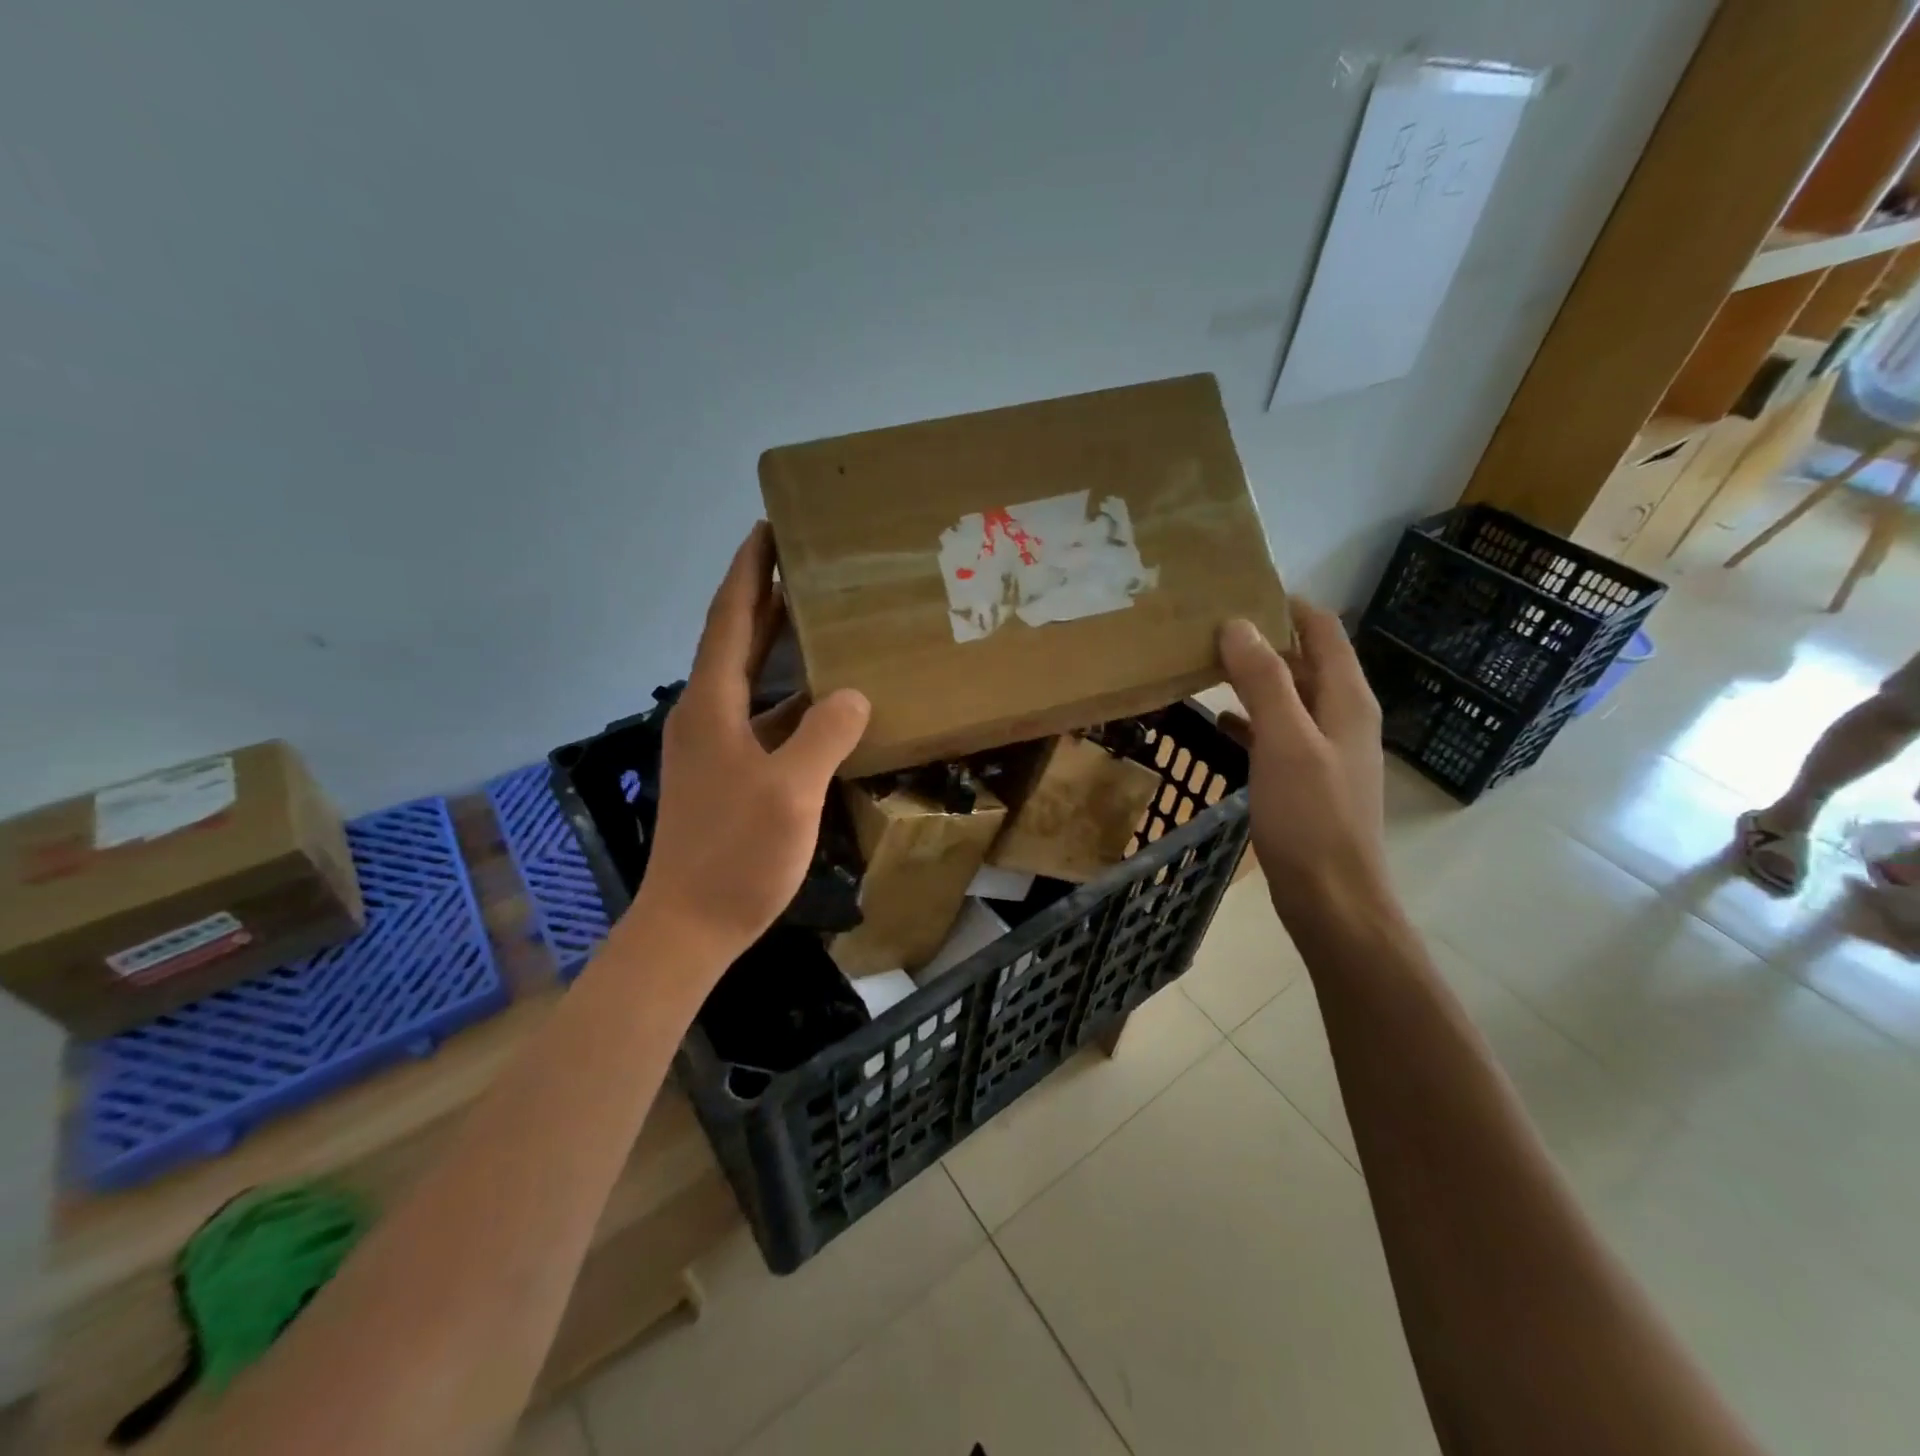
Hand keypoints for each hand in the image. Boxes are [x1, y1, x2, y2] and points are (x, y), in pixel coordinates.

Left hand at [634, 523, 870, 961]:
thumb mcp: (792, 792)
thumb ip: (825, 735)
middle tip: (799, 560)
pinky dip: (789, 701)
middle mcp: (705, 717)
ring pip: (750, 682)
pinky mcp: (726, 776)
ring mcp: (713, 749)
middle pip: (735, 642)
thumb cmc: (736, 856)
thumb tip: (854, 695)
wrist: (688, 927)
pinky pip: (761, 720)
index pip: (729, 620)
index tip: (766, 528)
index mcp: (712, 707)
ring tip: (817, 619)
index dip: (747, 572)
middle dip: (762, 596)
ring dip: (777, 647)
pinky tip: (823, 705)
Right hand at [1218, 605, 1387, 926]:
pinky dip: (1250, 720)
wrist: (1332, 898)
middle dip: (1263, 639)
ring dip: (1252, 678)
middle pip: (1305, 661)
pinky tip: (1217, 721)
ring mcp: (1325, 750)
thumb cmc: (1311, 818)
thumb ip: (1263, 681)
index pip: (1322, 630)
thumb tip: (1237, 624)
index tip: (1236, 588)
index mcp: (1346, 699)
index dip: (1286, 605)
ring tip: (1204, 663)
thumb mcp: (1285, 742)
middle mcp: (1342, 716)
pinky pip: (1277, 733)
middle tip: (1207, 624)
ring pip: (1288, 697)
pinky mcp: (1306, 779)